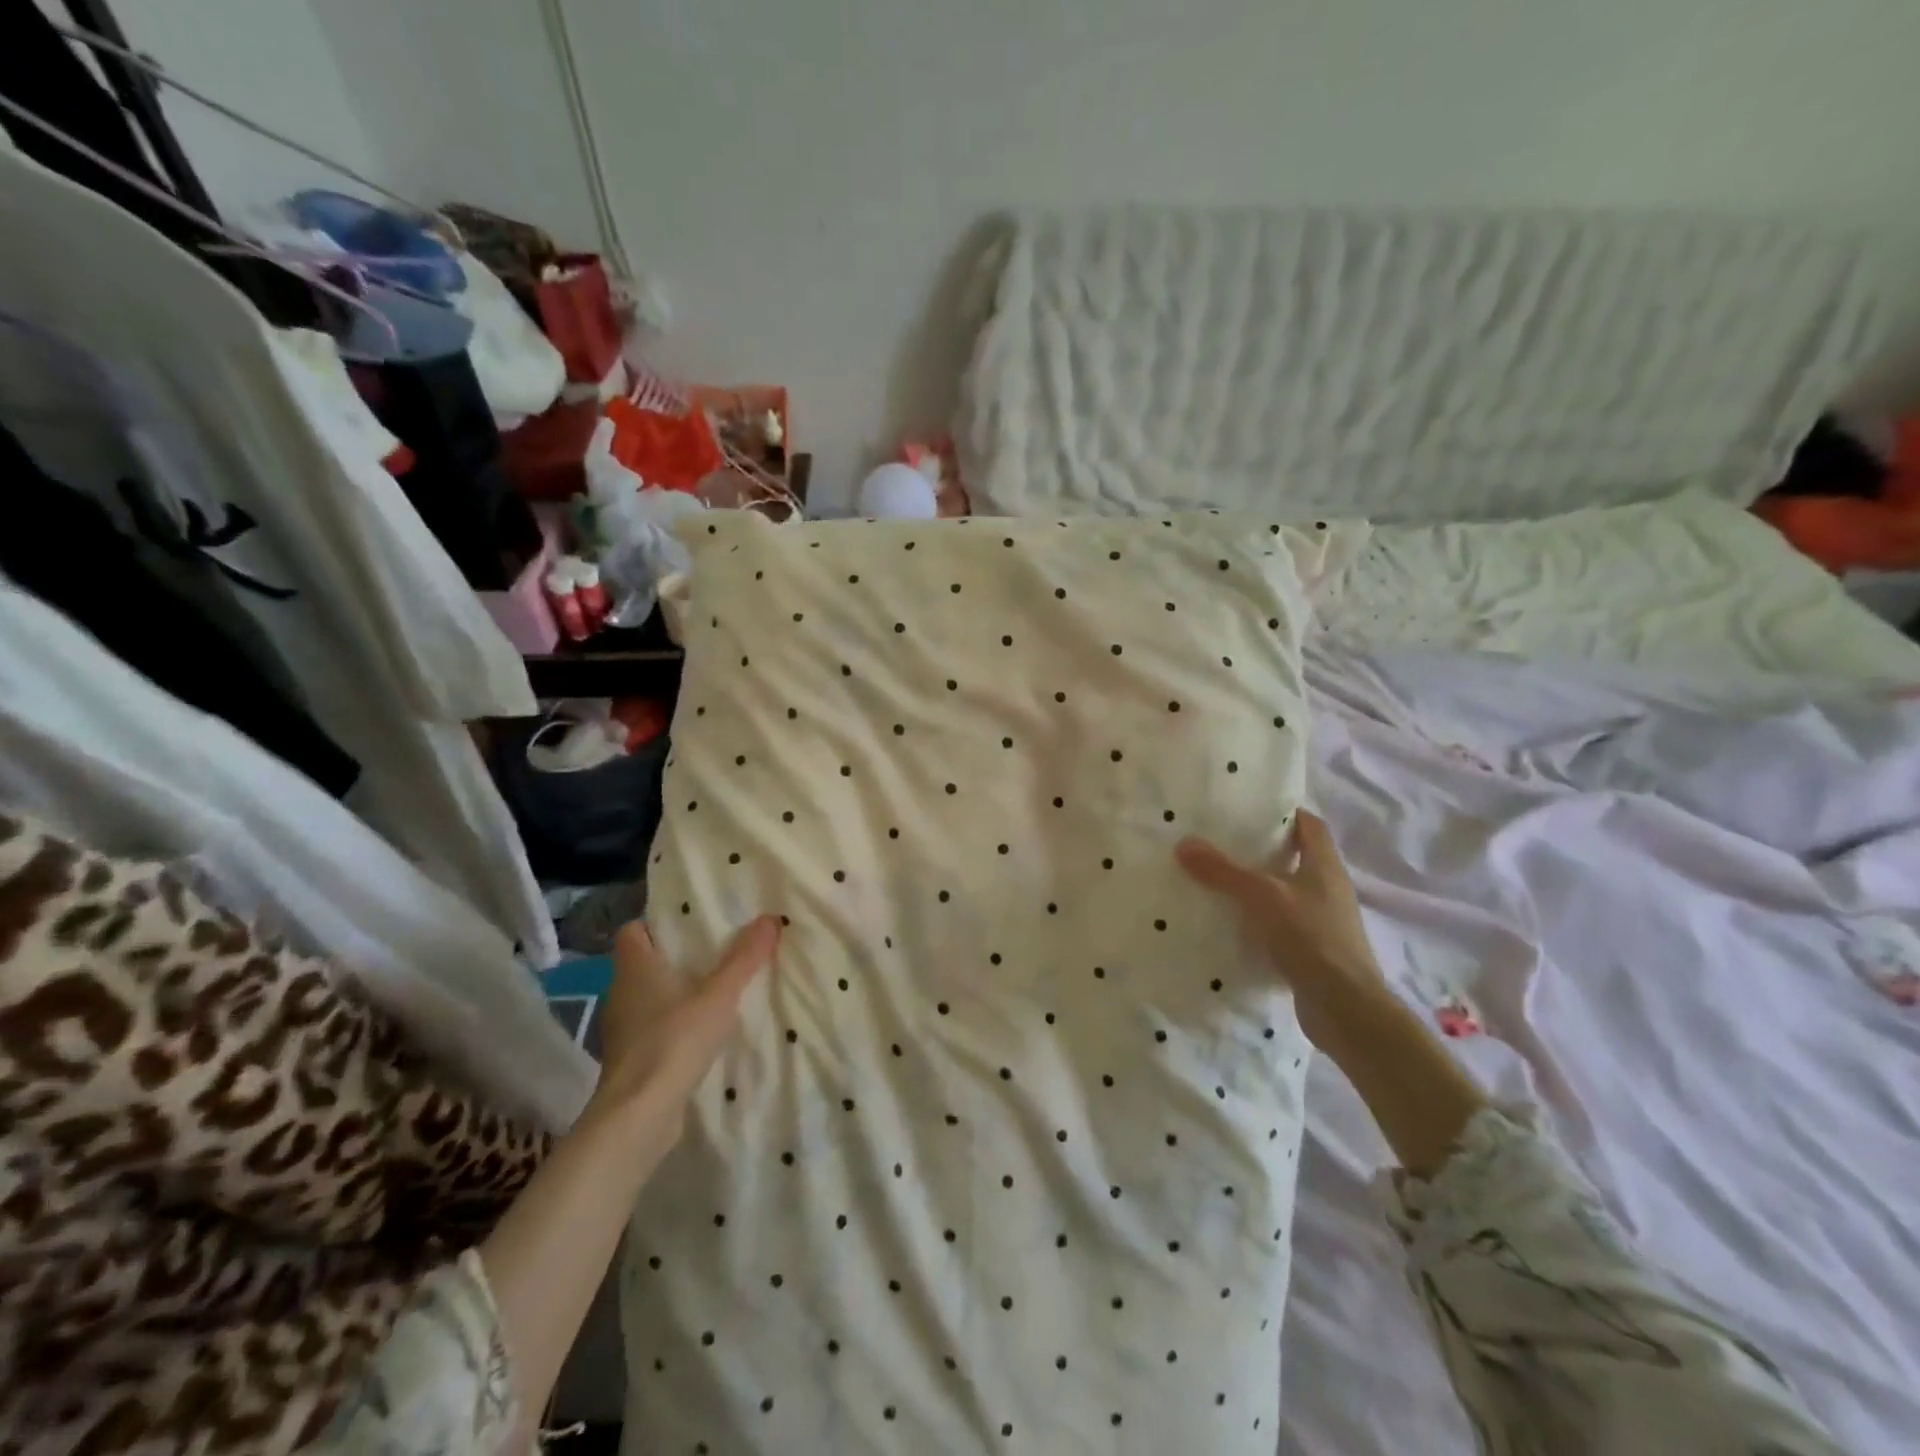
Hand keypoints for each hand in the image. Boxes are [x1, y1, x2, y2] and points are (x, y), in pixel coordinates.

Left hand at [594, 915, 781, 1116]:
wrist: (640, 1114)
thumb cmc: (675, 1039)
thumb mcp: (719, 995)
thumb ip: (744, 958)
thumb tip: (770, 918)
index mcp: (635, 968)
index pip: (632, 931)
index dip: (656, 923)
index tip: (689, 922)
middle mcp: (621, 992)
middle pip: (644, 963)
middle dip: (675, 956)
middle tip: (715, 949)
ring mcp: (622, 1029)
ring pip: (648, 997)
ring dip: (675, 992)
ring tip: (714, 989)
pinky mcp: (630, 1058)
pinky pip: (652, 1027)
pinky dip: (673, 1024)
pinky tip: (702, 1031)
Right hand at [1176, 810, 1389, 1052]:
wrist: (1345, 1008)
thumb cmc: (1311, 938)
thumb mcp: (1262, 897)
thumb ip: (1223, 871)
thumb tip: (1184, 843)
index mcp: (1325, 866)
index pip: (1309, 825)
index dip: (1284, 813)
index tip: (1248, 809)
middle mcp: (1328, 889)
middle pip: (1295, 858)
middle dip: (1261, 850)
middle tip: (1219, 842)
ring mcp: (1323, 922)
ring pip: (1285, 893)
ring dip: (1256, 887)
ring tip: (1215, 880)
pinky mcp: (1312, 951)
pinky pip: (1280, 925)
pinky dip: (1258, 921)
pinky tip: (1229, 924)